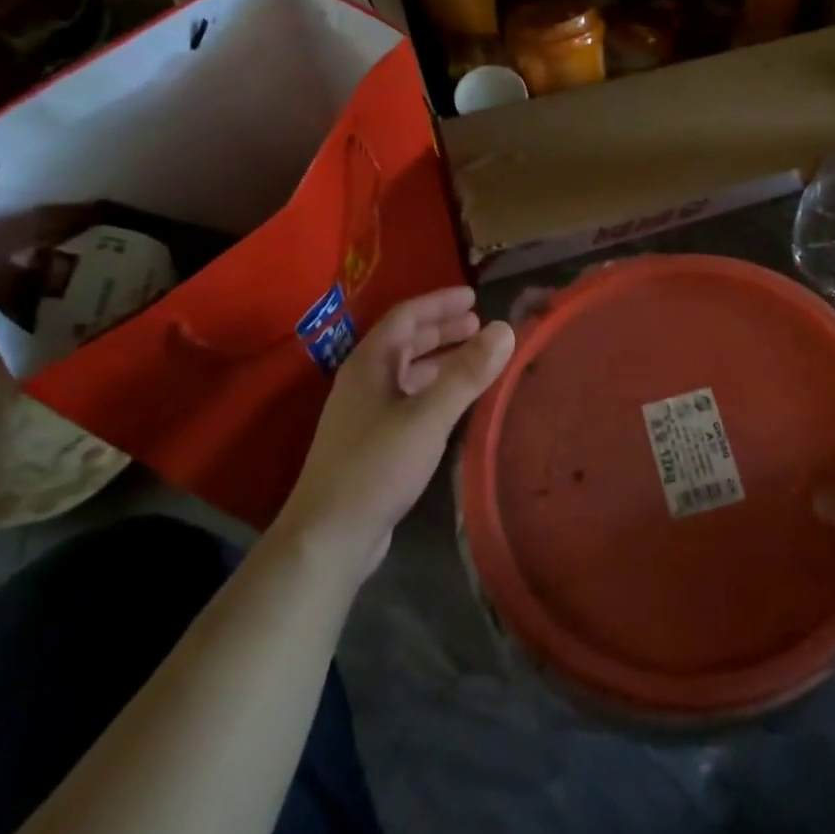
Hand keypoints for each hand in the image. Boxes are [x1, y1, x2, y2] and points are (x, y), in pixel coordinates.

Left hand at [281, 288, 513, 578]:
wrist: (329, 536)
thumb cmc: (377, 466)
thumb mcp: (428, 416)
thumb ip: (467, 373)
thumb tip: (505, 329)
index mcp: (370, 365)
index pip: (406, 316)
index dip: (439, 303)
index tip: (474, 297)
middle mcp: (364, 382)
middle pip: (405, 342)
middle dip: (443, 330)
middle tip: (480, 325)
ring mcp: (365, 414)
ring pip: (408, 372)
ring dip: (440, 360)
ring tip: (476, 358)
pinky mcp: (372, 442)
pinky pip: (409, 400)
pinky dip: (435, 390)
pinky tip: (456, 402)